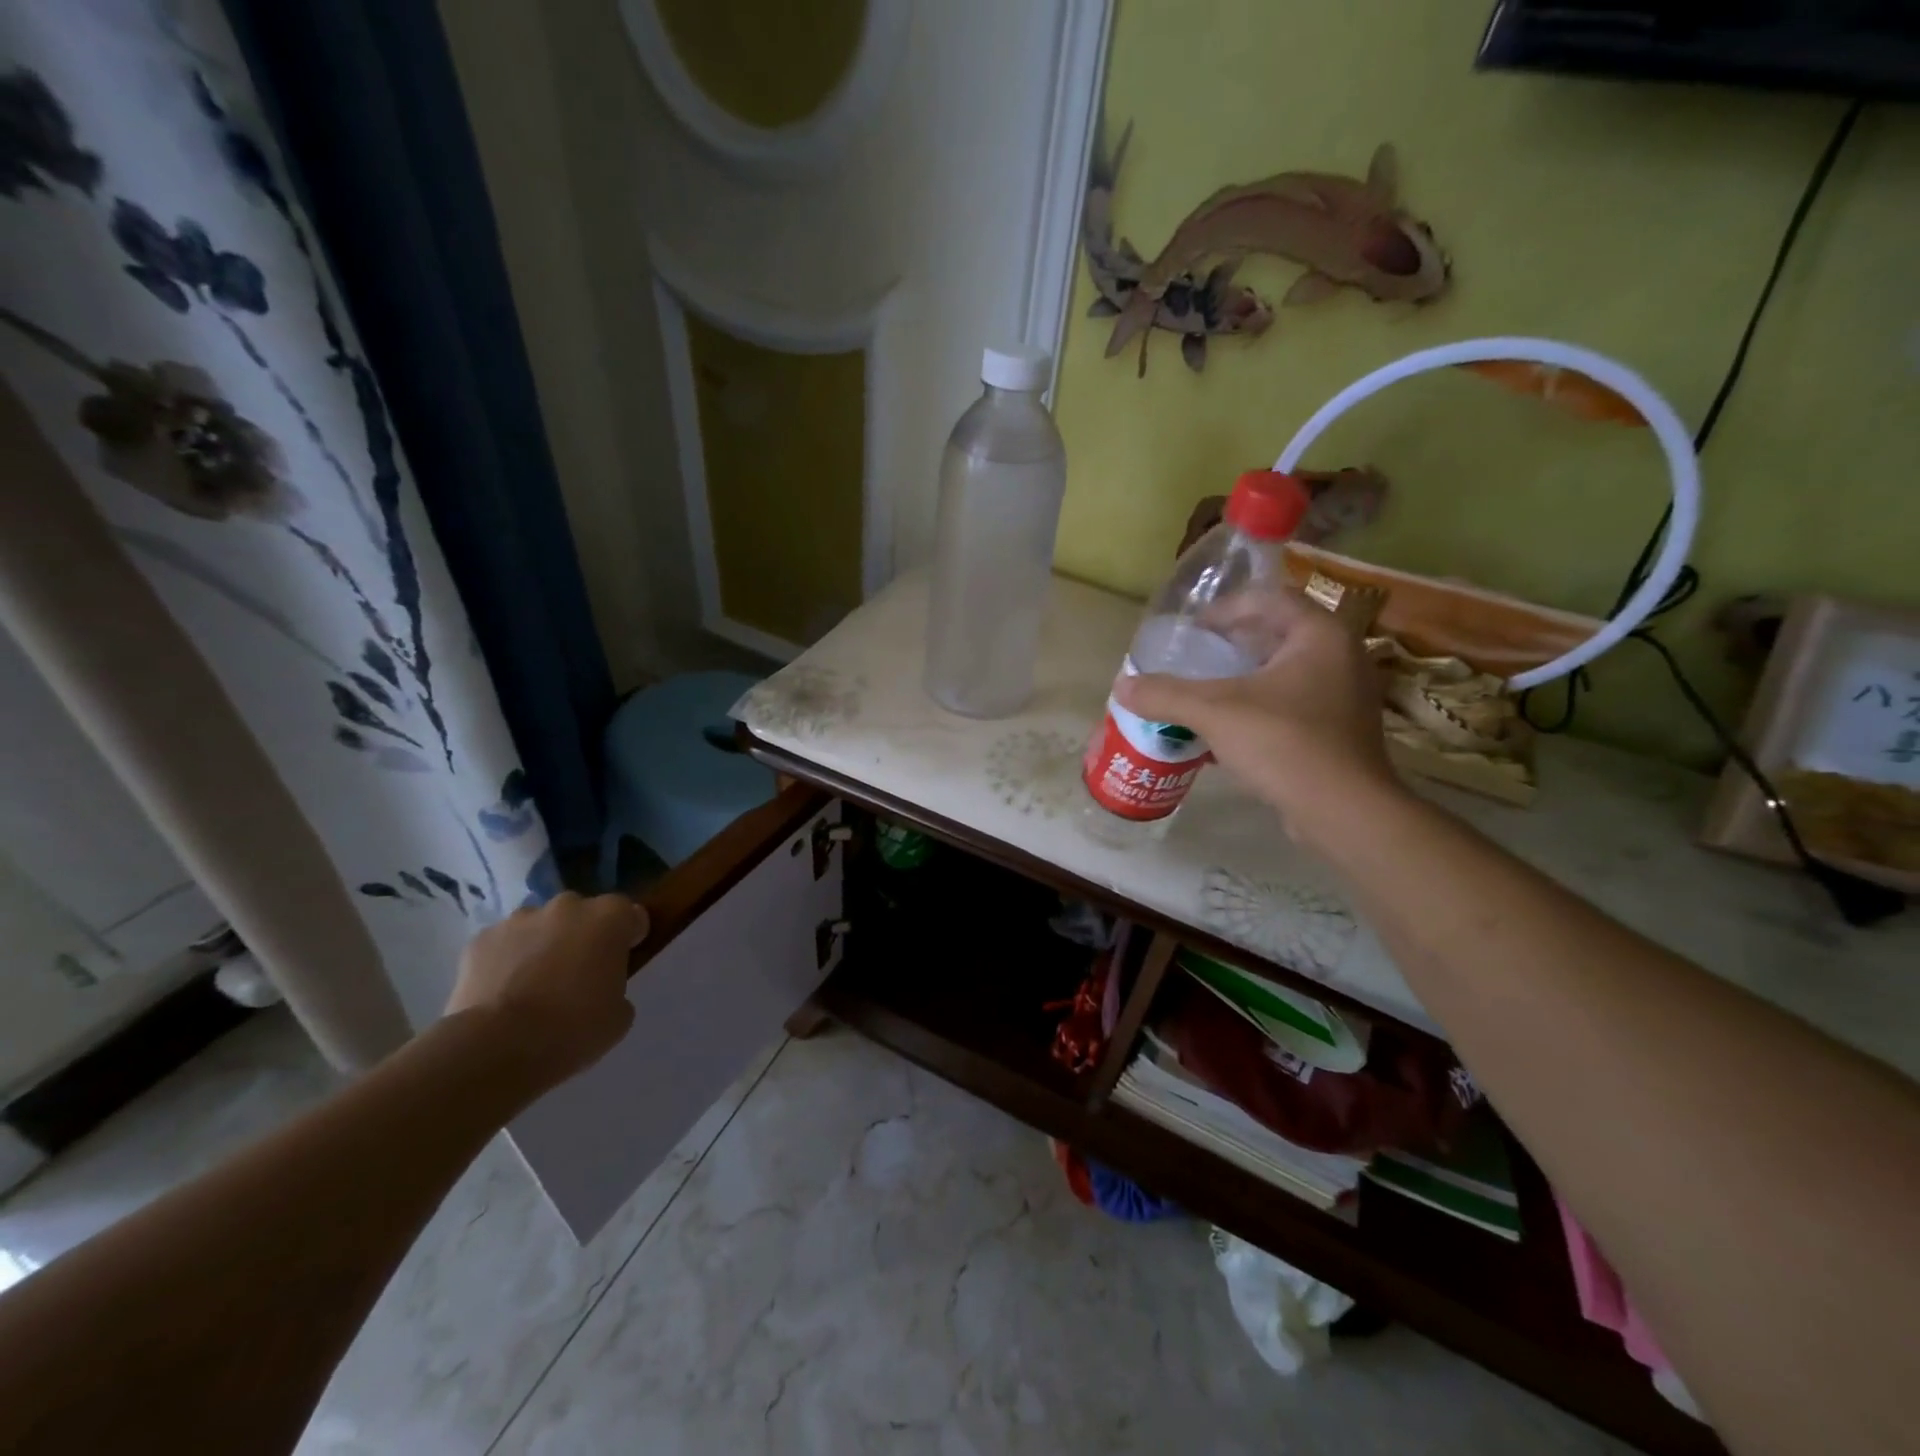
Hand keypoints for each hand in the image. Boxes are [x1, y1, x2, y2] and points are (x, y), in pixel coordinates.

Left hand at [444, 892, 646, 1089]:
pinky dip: (506, 959)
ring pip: (540, 925)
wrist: (498, 1047)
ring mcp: (520, 919)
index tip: (622, 961)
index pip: (631, 916)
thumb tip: (600, 988)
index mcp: (610, 917)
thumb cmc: (574, 1028)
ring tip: (535, 985)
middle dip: (583, 935)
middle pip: (583, 914)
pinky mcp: (481, 939)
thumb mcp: (619, 1014)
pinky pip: (503, 944)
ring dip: (544, 944)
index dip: (628, 938)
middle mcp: (568, 906)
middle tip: (578, 973)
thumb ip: (616, 988)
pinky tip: (503, 992)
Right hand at [1114, 588, 1403, 841]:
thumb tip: (1121, 686)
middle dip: (1230, 644)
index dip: (1225, 608)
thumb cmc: (1284, 743)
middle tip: (1193, 658)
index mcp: (1319, 635)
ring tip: (1203, 692)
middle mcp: (1340, 656)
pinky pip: (1290, 704)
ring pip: (1283, 672)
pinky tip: (1225, 730)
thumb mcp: (1215, 712)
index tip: (1192, 630)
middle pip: (1276, 634)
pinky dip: (1257, 707)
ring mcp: (1344, 695)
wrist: (1344, 812)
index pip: (1268, 598)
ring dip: (1242, 678)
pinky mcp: (1338, 730)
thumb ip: (1165, 694)